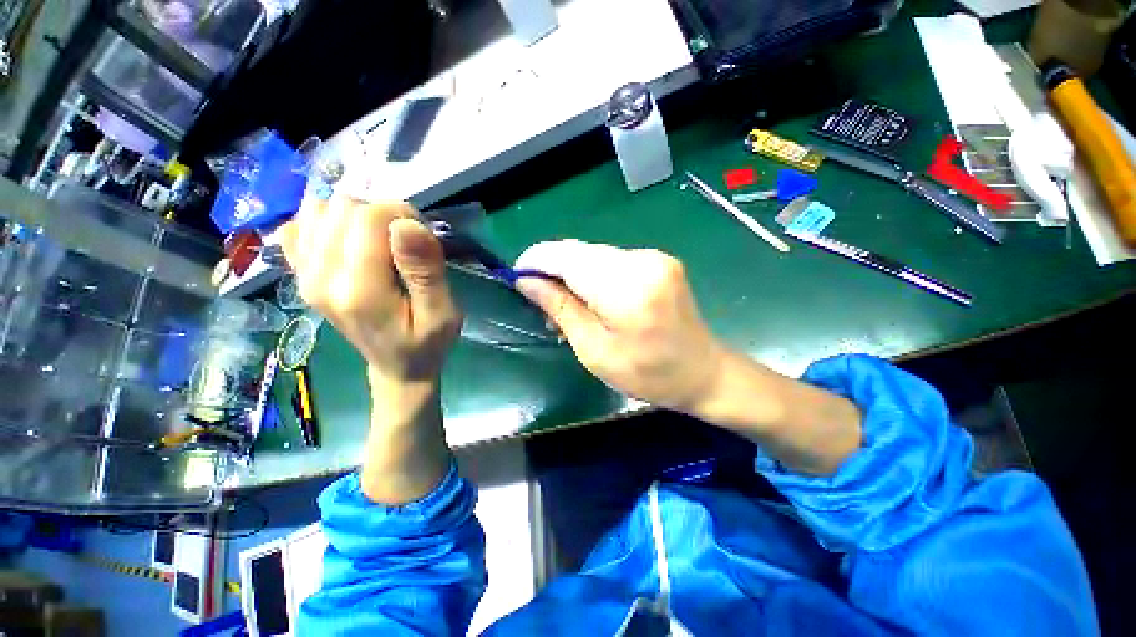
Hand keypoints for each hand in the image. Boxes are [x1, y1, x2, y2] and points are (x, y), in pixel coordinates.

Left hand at [276, 196, 461, 386]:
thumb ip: (426, 271)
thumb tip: (408, 223)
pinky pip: (299, 225)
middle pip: (342, 208)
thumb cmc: (426, 342)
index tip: (423, 237)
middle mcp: (320, 278)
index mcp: (360, 291)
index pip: (367, 218)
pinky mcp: (301, 274)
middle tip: (406, 242)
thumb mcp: (442, 313)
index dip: (401, 213)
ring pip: (320, 209)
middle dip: (382, 213)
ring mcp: (304, 276)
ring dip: (357, 215)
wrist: (397, 367)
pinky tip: (348, 241)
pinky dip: (326, 222)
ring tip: (381, 241)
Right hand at [515, 240, 861, 474]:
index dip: (535, 261)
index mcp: (626, 289)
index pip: (566, 257)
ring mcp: (653, 257)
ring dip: (573, 275)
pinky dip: (594, 276)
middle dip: (553, 271)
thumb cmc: (648, 374)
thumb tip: (526, 281)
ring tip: (568, 307)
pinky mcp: (658, 260)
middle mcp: (641, 261)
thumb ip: (560, 309)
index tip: (516, 276)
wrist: (704, 372)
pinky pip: (611, 260)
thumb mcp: (594, 351)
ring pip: (593, 255)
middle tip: (543, 302)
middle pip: (579, 252)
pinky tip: (593, 300)